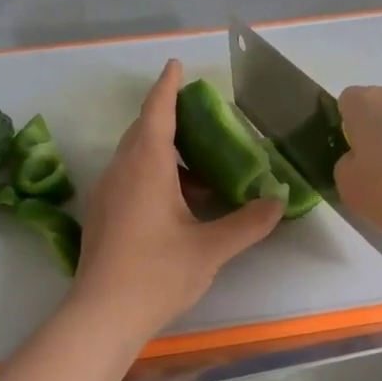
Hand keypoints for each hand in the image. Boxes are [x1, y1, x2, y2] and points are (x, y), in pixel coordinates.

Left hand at [73, 60, 282, 337]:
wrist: (102, 316)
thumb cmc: (157, 274)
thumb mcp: (210, 248)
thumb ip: (247, 223)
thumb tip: (278, 202)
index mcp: (145, 166)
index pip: (157, 111)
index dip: (169, 86)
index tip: (176, 64)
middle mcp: (120, 171)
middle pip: (143, 132)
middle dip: (169, 118)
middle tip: (202, 119)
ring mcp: (107, 195)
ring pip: (135, 158)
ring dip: (164, 154)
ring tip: (200, 167)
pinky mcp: (103, 217)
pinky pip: (129, 180)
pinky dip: (154, 177)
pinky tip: (178, 204)